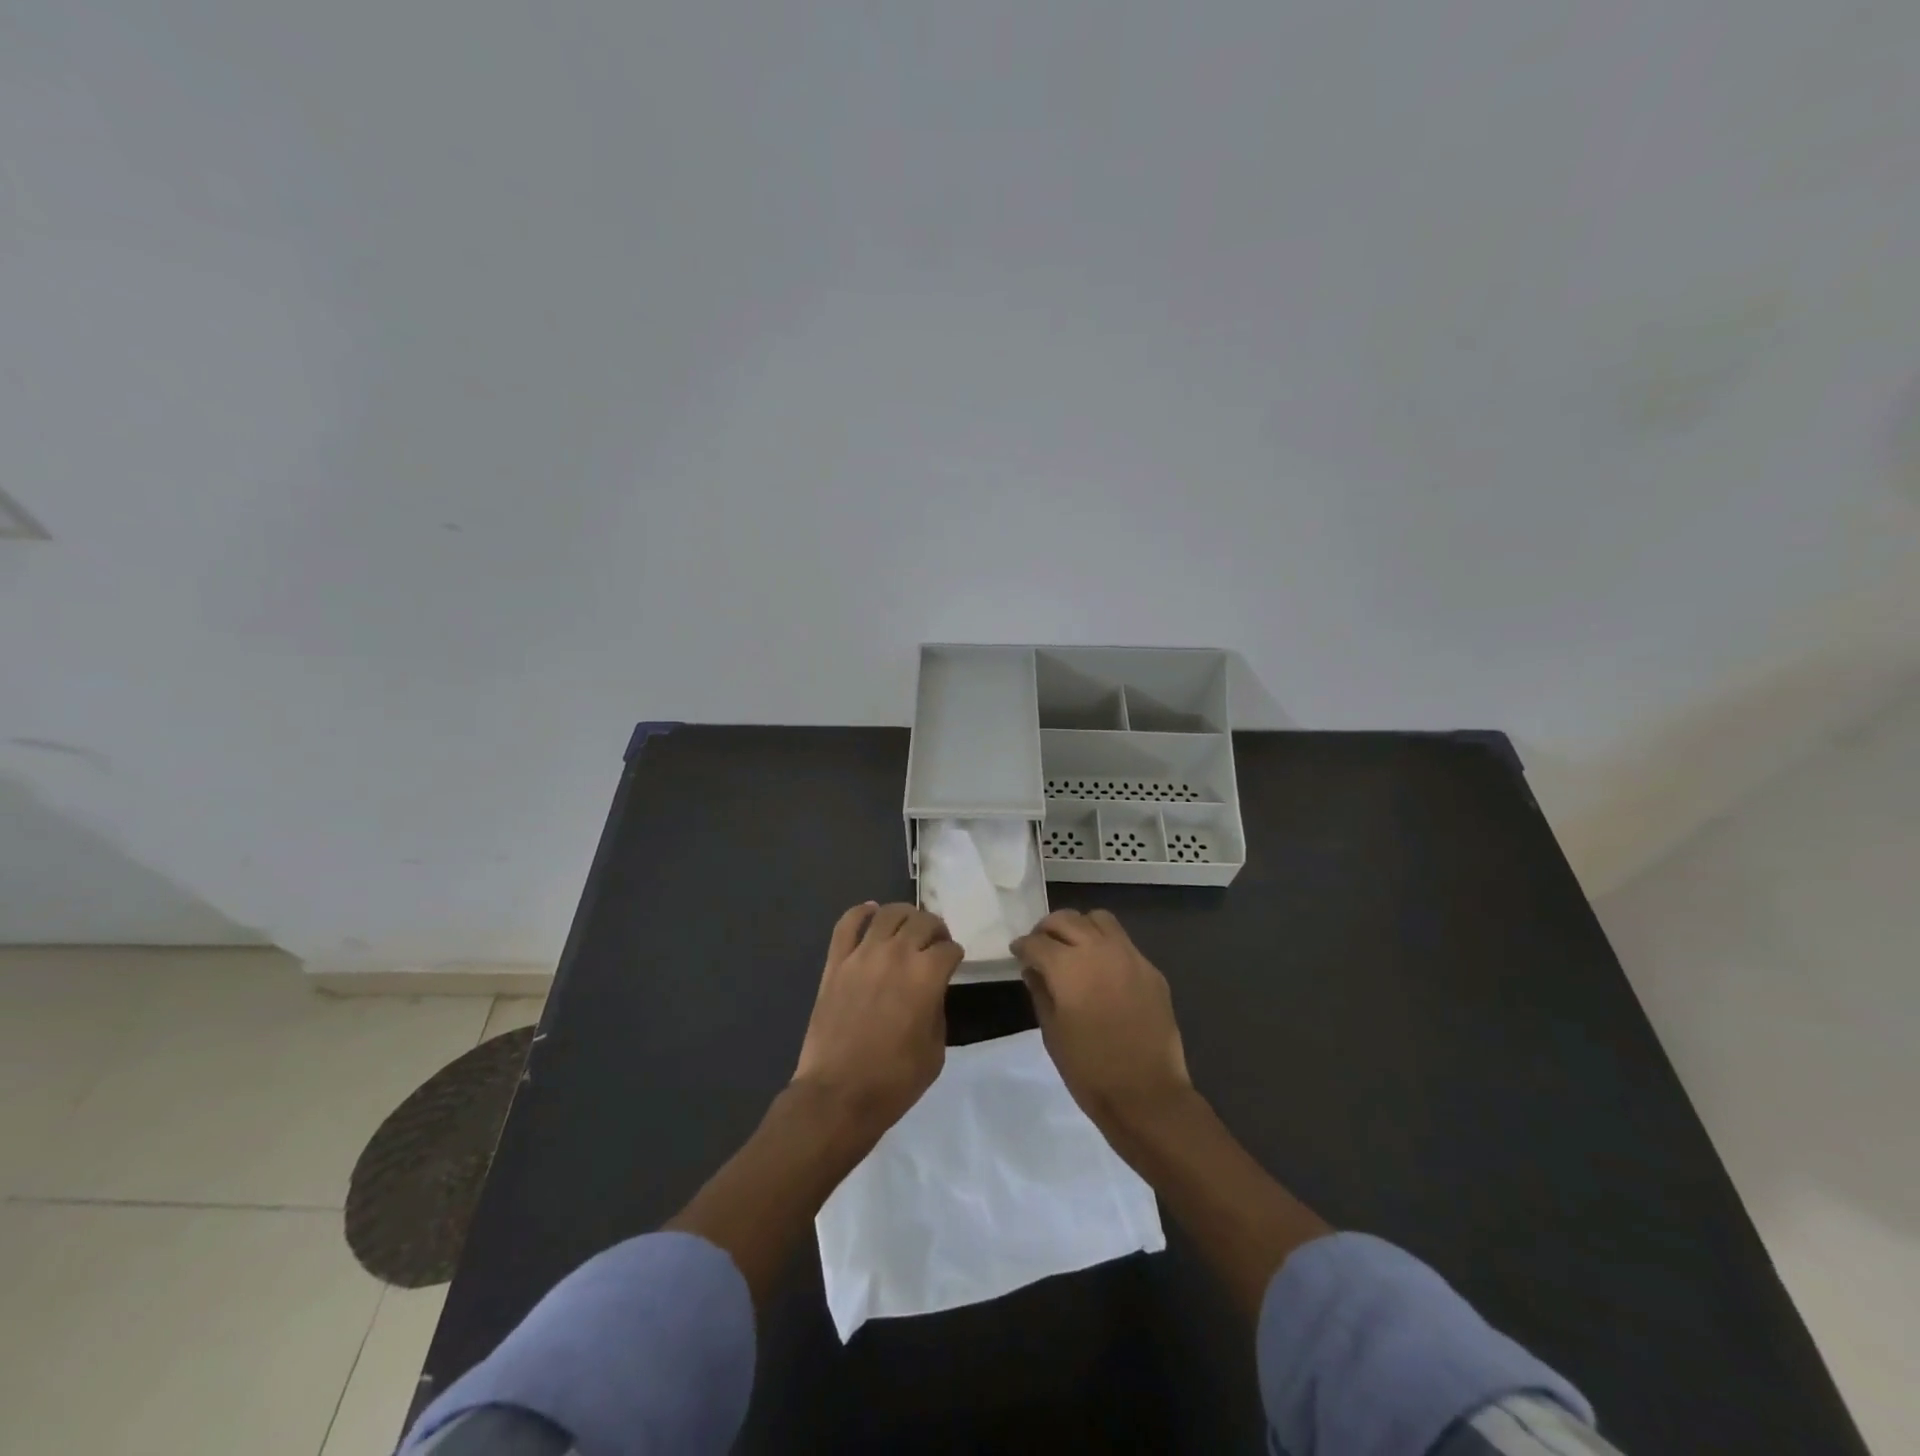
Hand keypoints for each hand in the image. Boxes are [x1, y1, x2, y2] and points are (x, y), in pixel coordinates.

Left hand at [792, 902, 964, 1140]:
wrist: (838, 1095)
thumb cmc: (894, 1080)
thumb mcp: (935, 1049)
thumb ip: (937, 1009)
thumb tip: (931, 990)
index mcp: (927, 975)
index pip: (949, 949)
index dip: (955, 956)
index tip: (954, 964)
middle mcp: (897, 954)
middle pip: (923, 921)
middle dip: (935, 930)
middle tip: (935, 944)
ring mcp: (862, 954)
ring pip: (889, 913)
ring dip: (905, 915)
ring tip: (908, 927)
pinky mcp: (836, 962)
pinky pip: (847, 923)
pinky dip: (861, 912)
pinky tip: (871, 912)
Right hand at [1012, 909, 1193, 1141]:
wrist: (1147, 1095)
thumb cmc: (1089, 1069)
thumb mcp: (1052, 1032)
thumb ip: (1040, 992)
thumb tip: (1033, 970)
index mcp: (1068, 967)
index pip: (1037, 942)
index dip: (1022, 946)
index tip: (1017, 953)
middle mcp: (1099, 950)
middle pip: (1066, 920)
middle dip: (1047, 929)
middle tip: (1040, 947)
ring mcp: (1130, 956)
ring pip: (1099, 919)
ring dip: (1080, 927)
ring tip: (1073, 948)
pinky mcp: (1151, 970)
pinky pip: (1124, 943)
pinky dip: (1106, 945)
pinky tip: (1102, 970)